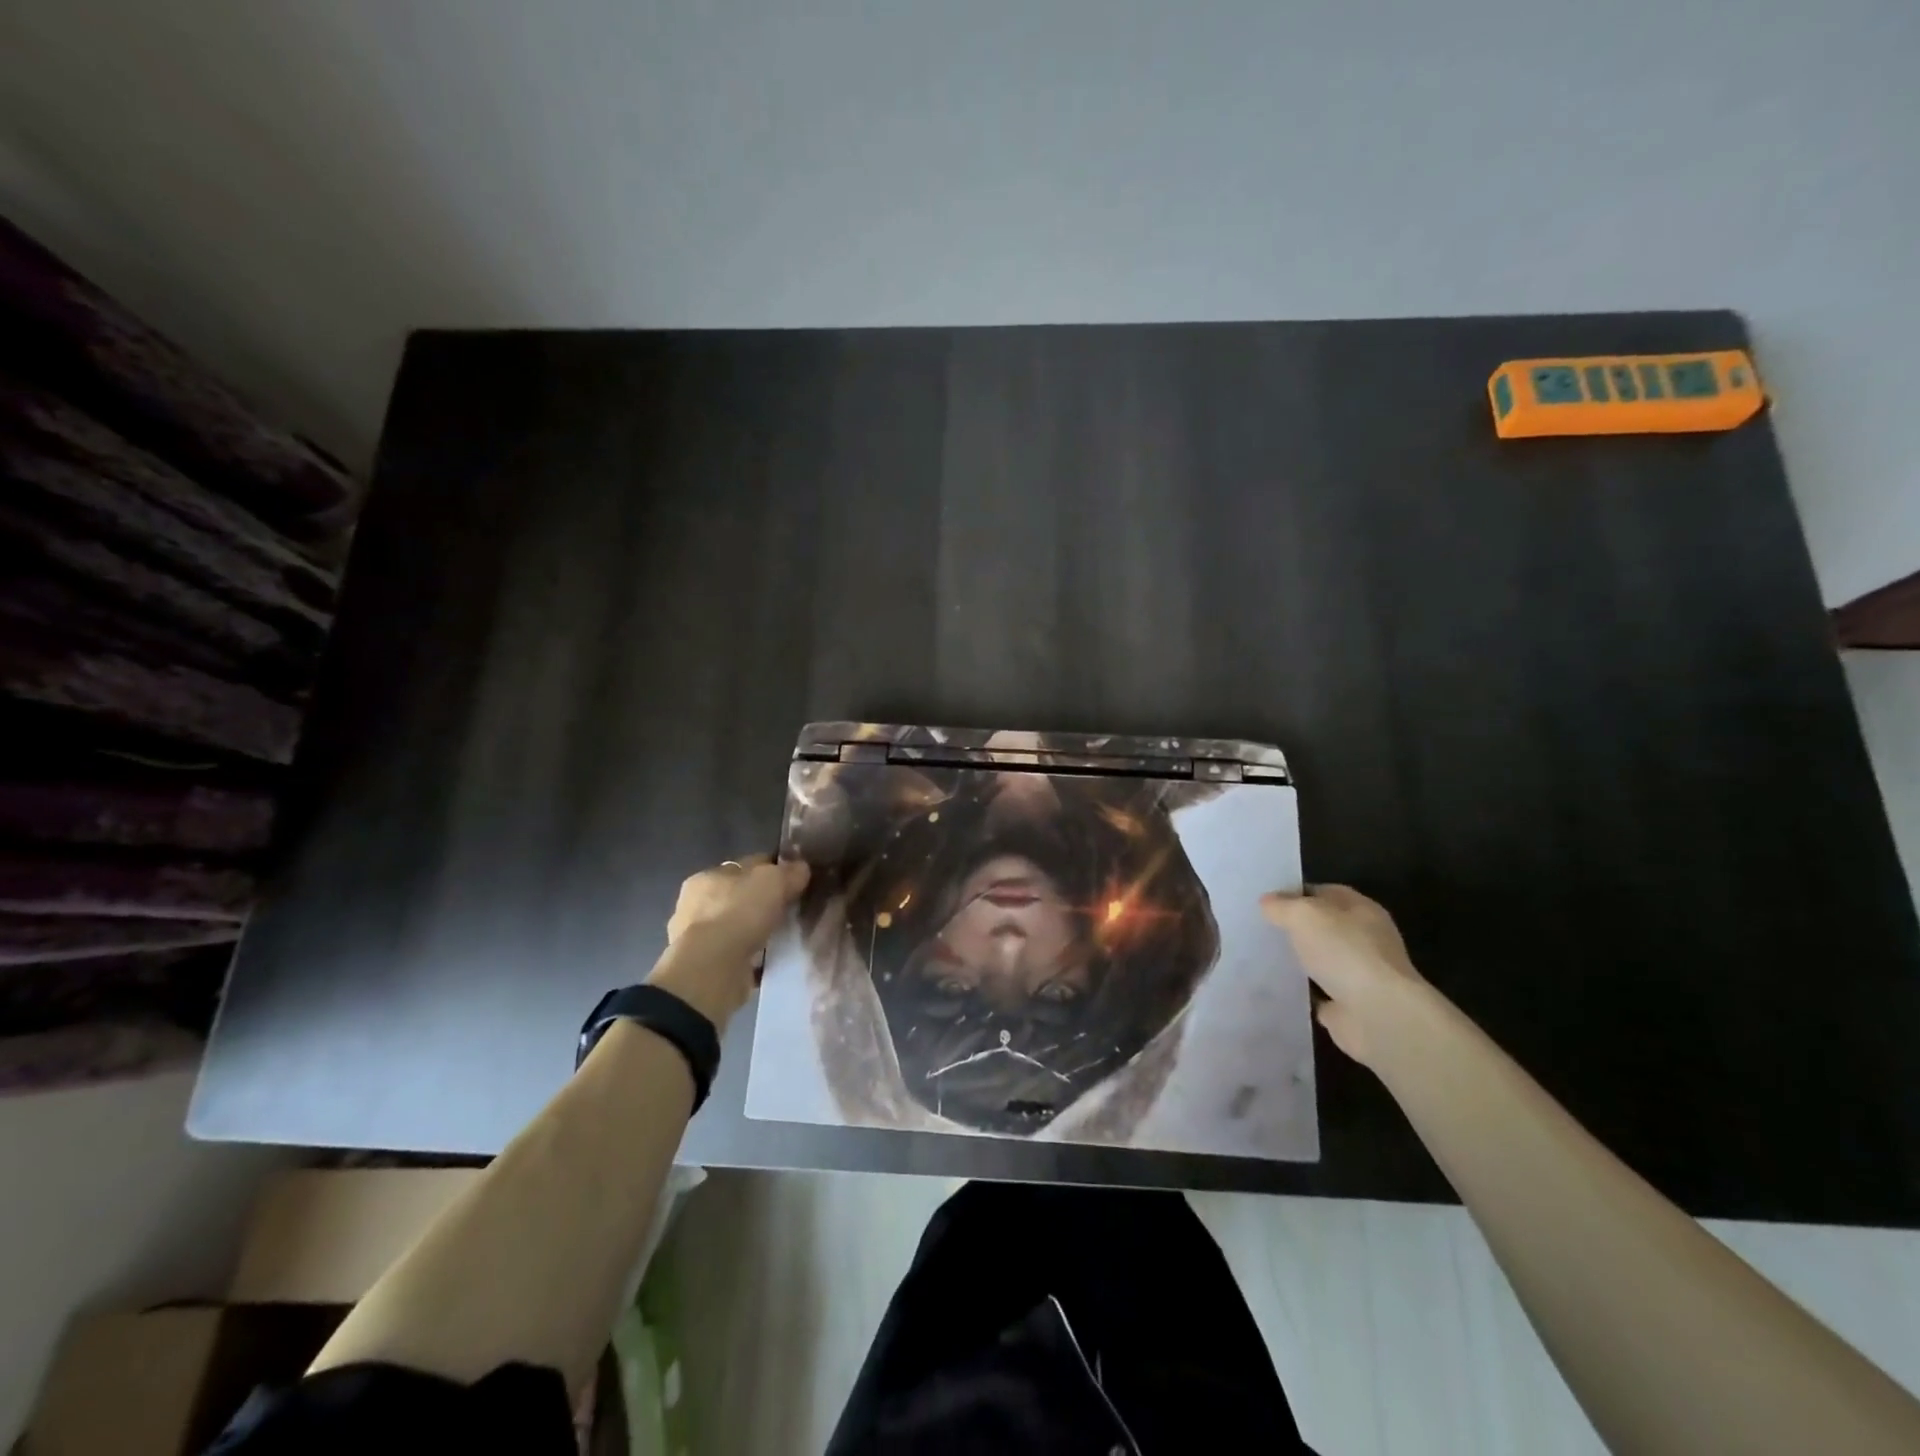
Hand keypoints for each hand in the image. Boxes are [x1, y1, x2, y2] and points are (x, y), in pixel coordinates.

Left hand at [647, 855, 809, 1028]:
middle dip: (762, 902)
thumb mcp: (773, 881)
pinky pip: (738, 955)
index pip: (744, 866)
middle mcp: (695, 906)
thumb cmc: (738, 913)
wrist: (712, 970)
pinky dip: (753, 955)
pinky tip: (773, 958)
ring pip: (737, 927)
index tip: (794, 879)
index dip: (771, 869)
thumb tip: (801, 868)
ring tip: (785, 936)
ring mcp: (697, 940)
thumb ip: (789, 872)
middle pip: (739, 897)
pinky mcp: (706, 968)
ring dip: (757, 930)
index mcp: (706, 877)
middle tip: (791, 909)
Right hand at [1261, 884, 1439, 1068]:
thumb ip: (1282, 906)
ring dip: (1299, 960)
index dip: (1296, 893)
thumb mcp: (1303, 915)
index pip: (1325, 892)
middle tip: (1260, 927)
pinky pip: (1319, 992)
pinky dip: (1302, 991)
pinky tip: (1277, 986)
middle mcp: (1365, 939)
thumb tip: (1267, 902)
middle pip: (1324, 927)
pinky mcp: (1349, 1005)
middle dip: (1295, 927)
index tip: (1266, 901)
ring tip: (1262, 955)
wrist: (1378, 1015)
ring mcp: (1359, 974)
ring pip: (1321, 960)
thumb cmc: (1345, 952)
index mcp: (1361, 910)